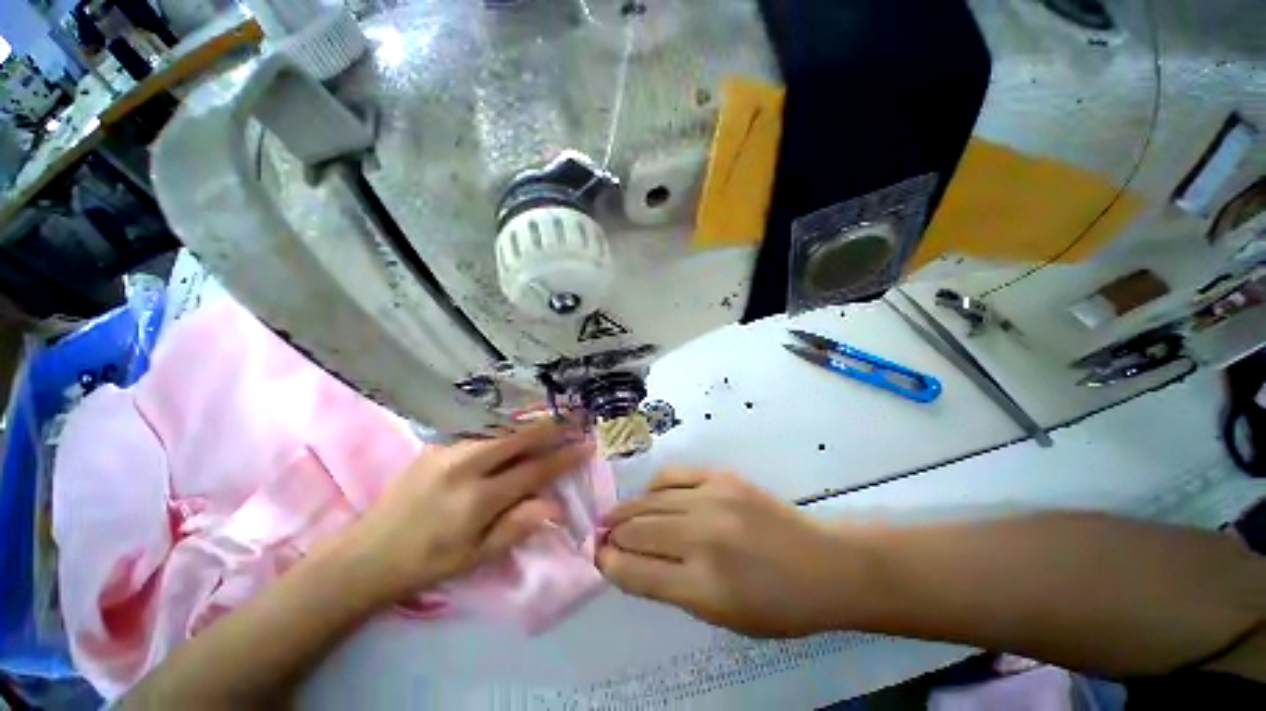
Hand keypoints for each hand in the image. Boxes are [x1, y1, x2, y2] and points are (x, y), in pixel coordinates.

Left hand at [340, 419, 593, 605]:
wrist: (368, 553)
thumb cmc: (428, 561)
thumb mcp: (476, 557)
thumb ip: (518, 525)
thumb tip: (555, 503)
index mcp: (477, 499)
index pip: (534, 470)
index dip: (564, 458)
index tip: (586, 446)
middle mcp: (466, 464)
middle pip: (520, 436)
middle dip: (552, 427)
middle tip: (575, 421)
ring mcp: (449, 448)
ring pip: (502, 425)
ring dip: (532, 420)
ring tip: (554, 418)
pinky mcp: (437, 442)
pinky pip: (482, 427)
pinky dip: (507, 423)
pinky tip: (519, 422)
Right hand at [597, 469, 867, 637]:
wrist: (823, 565)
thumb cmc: (775, 605)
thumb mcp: (719, 617)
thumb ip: (669, 587)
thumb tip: (629, 562)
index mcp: (703, 586)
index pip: (635, 572)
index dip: (609, 564)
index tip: (598, 557)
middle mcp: (702, 538)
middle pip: (637, 531)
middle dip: (612, 535)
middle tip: (601, 536)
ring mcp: (712, 499)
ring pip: (649, 501)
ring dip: (626, 510)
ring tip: (615, 516)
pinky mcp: (721, 477)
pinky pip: (673, 475)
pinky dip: (654, 487)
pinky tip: (650, 495)